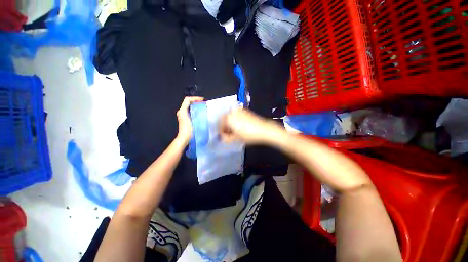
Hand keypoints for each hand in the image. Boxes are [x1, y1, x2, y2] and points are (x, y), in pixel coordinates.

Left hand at [176, 96, 203, 144]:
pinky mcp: (184, 118)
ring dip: (195, 105)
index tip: (202, 100)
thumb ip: (196, 113)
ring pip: (189, 106)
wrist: (184, 137)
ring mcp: (182, 115)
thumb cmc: (188, 129)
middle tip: (203, 103)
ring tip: (202, 107)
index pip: (187, 100)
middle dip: (196, 101)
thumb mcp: (193, 120)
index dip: (195, 98)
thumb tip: (201, 108)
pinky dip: (194, 109)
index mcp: (182, 110)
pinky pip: (189, 110)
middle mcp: (181, 111)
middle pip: (188, 102)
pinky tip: (200, 113)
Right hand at [219, 108, 284, 144]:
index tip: (223, 137)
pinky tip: (239, 126)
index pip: (219, 125)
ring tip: (234, 131)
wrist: (263, 129)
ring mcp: (239, 110)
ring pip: (230, 117)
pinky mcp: (244, 111)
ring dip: (229, 123)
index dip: (221, 132)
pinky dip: (235, 120)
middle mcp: (232, 112)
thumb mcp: (235, 139)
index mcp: (228, 118)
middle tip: (228, 134)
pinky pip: (236, 115)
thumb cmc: (249, 135)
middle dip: (225, 127)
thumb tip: (222, 138)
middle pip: (224, 120)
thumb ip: (226, 138)